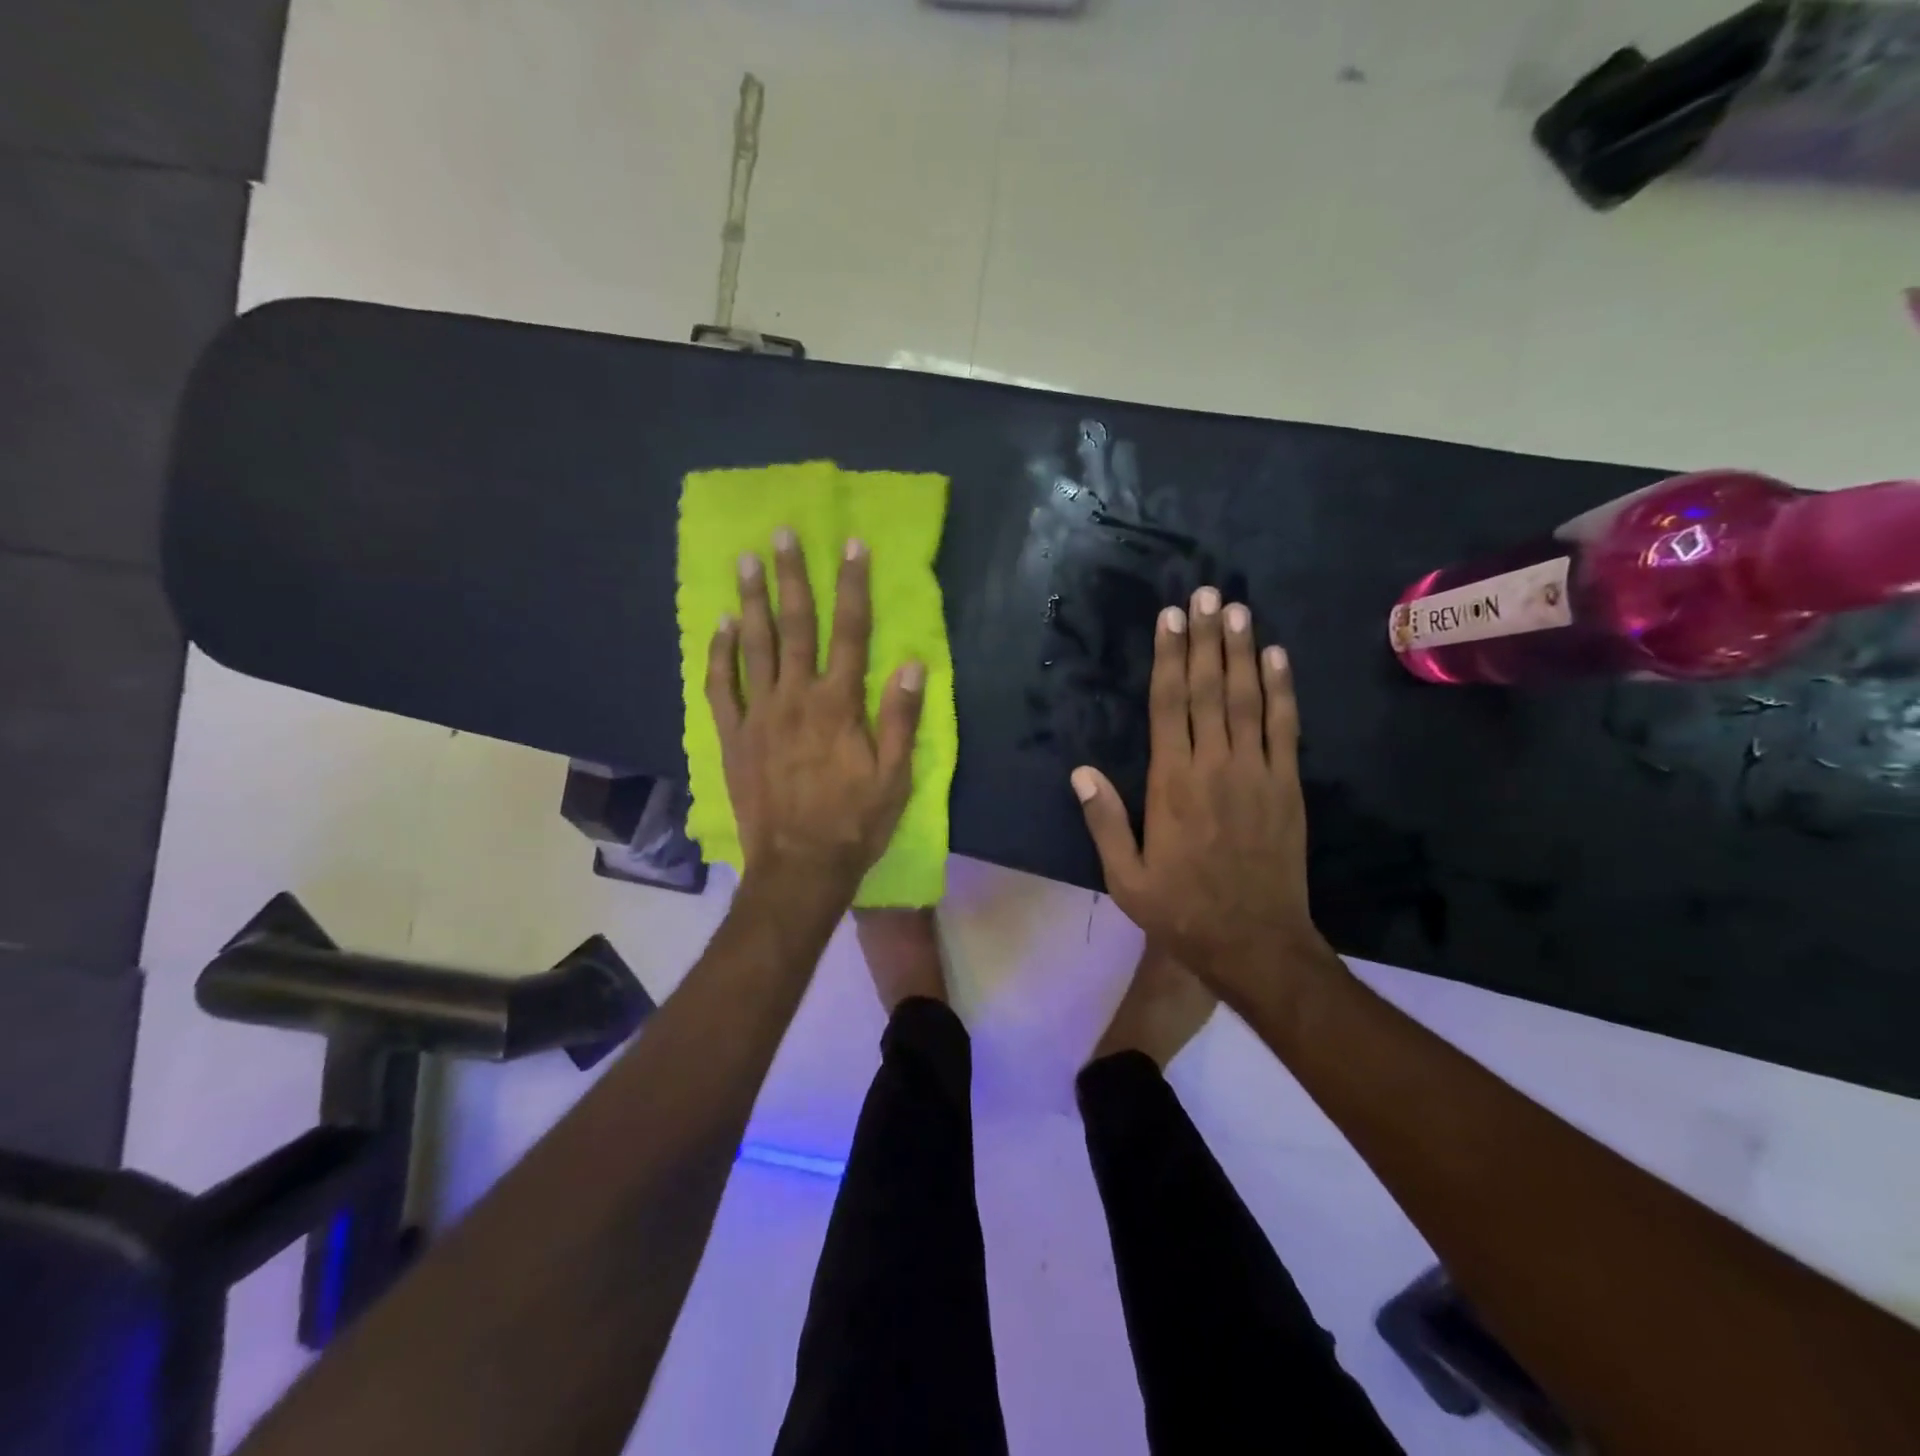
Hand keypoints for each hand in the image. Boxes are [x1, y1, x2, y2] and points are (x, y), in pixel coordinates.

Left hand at [707, 529, 923, 902]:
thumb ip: (900, 718)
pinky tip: (720, 626)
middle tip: (781, 535)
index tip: (851, 545)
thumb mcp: (894, 777)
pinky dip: (719, 654)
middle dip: (792, 578)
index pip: (851, 633)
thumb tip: (911, 664)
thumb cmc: (854, 823)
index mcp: (839, 705)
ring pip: (754, 647)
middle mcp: (796, 698)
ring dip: (751, 601)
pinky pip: (720, 687)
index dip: (853, 587)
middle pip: (796, 627)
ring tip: (745, 562)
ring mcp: (758, 716)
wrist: (799, 867)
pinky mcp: (733, 737)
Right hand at [1071, 588, 1331, 996]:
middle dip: (1206, 639)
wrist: (1255, 942)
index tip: (1170, 619)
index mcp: (1171, 784)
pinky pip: (1285, 728)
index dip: (1169, 658)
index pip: (1168, 706)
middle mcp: (1215, 766)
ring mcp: (1257, 773)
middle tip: (1206, 594)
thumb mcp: (1124, 877)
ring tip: (1238, 610)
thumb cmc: (1181, 910)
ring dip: (1243, 651)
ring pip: (1247, 699)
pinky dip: (1282, 690)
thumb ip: (1104, 821)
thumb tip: (1081, 772)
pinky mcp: (1287, 786)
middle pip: (1208, 690)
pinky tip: (1278, 658)